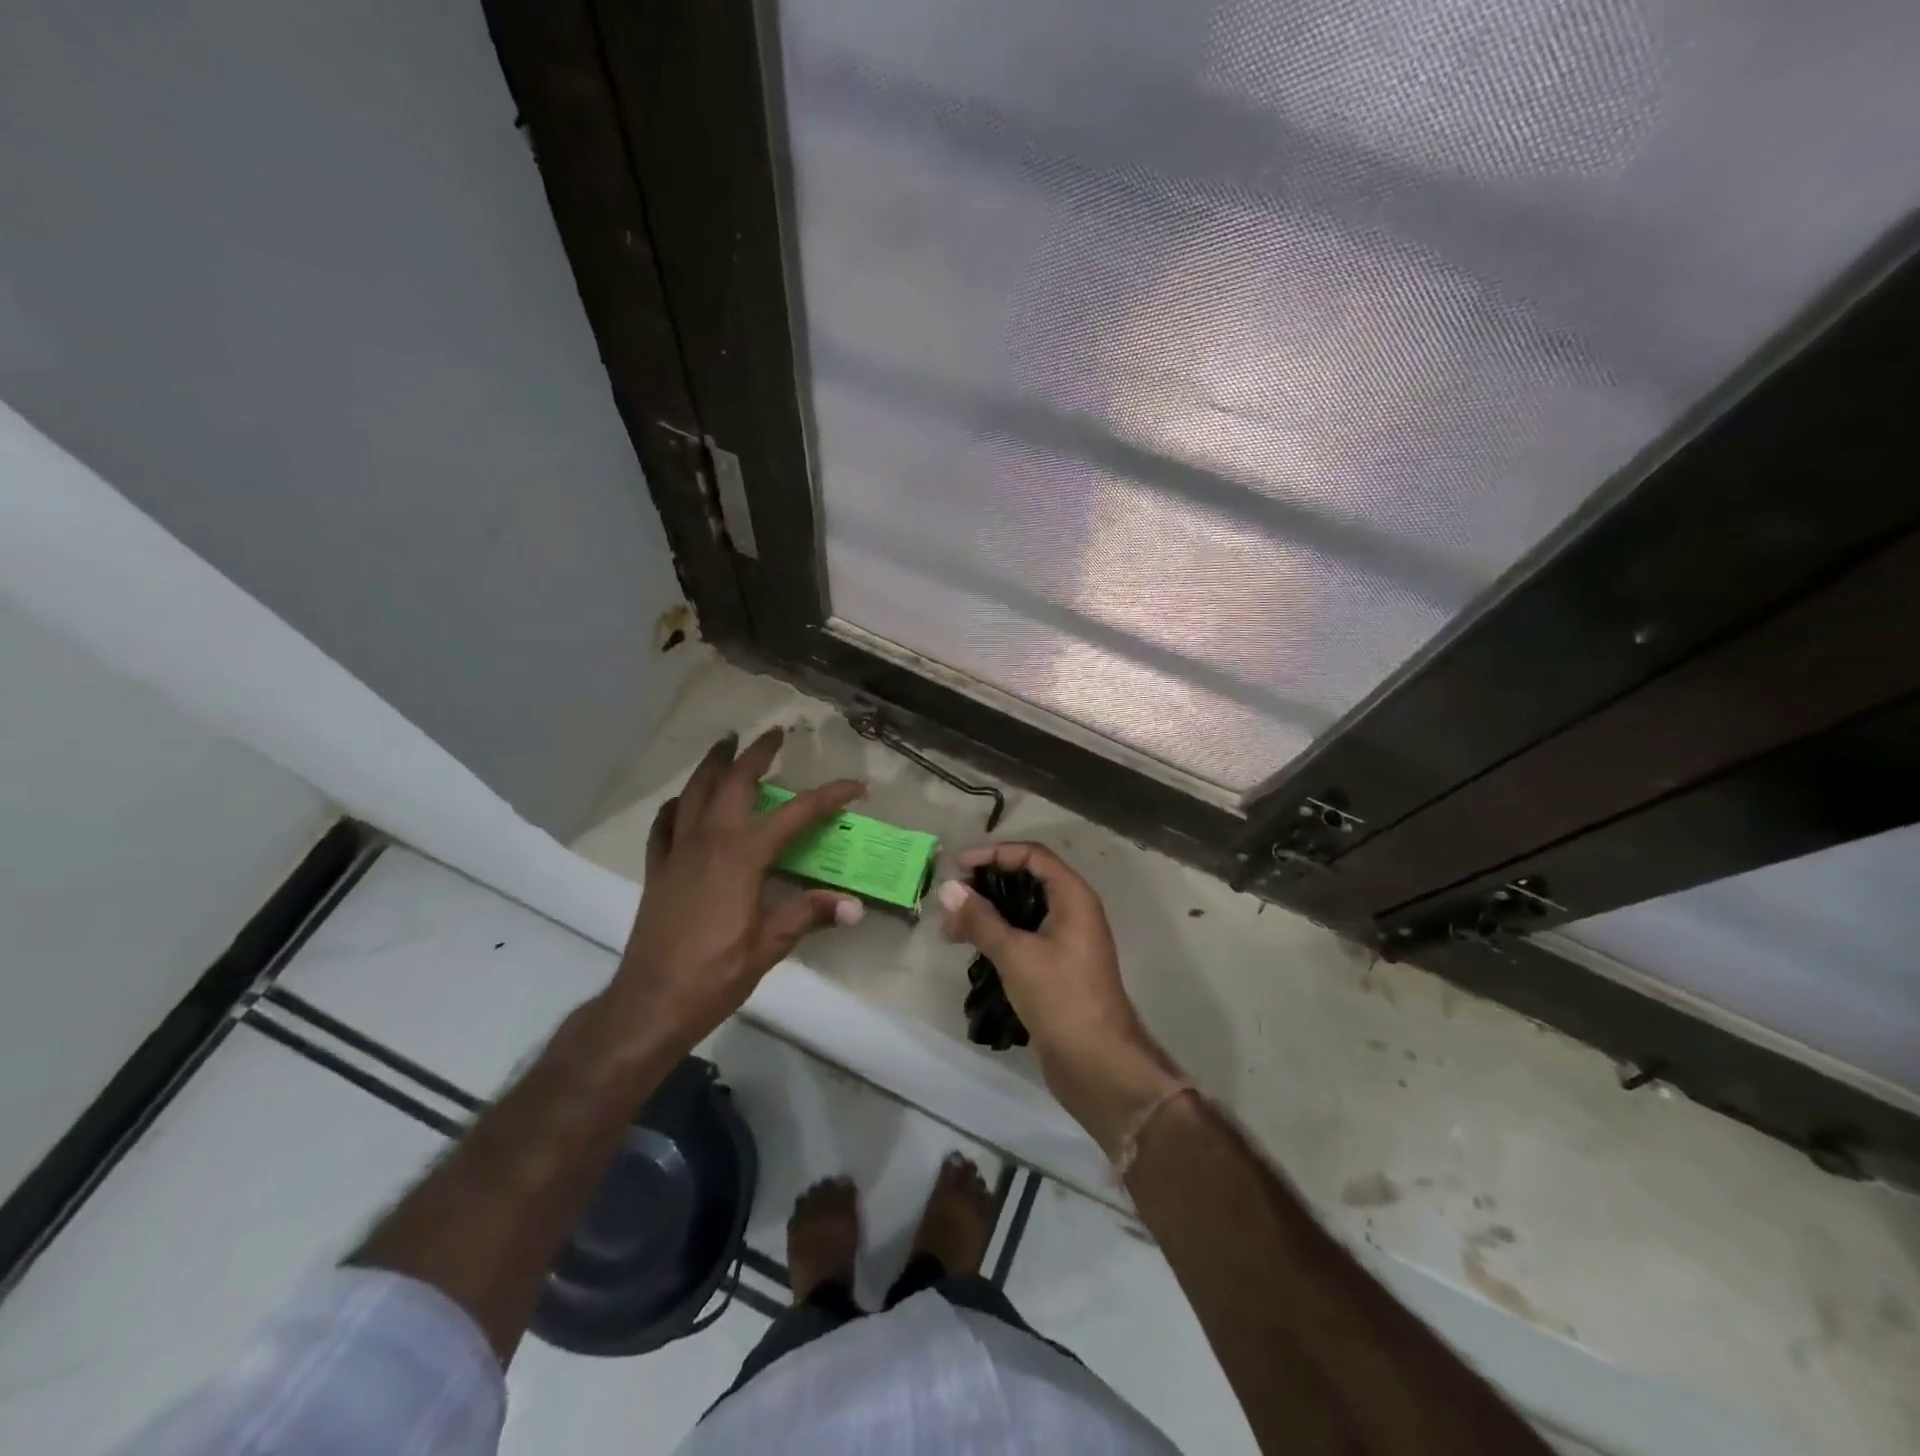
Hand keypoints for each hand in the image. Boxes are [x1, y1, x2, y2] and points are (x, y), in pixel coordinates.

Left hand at [609, 729, 865, 1050]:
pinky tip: (682, 802)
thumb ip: (810, 915)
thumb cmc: (716, 973)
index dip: (829, 797)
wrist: (652, 1001)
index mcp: (744, 855)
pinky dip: (676, 806)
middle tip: (774, 734)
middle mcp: (710, 840)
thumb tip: (855, 906)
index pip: (796, 814)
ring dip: (713, 764)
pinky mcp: (657, 869)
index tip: (855, 787)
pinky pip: (664, 824)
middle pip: (735, 782)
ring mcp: (678, 850)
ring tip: (725, 744)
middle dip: (756, 754)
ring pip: (695, 792)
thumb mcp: (771, 945)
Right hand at [938, 843, 1185, 1157]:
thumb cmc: (1061, 998)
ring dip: (989, 914)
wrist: (1098, 1064)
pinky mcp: (1058, 969)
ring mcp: (1067, 942)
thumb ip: (981, 919)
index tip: (959, 867)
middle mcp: (1073, 912)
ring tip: (952, 930)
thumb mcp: (1016, 953)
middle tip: (952, 900)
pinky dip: (999, 937)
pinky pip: (1025, 938)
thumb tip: (948, 889)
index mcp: (1073, 897)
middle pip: (1027, 881)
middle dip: (988, 886)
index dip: (995, 854)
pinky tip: (972, 951)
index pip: (1032, 856)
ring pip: (1024, 913)